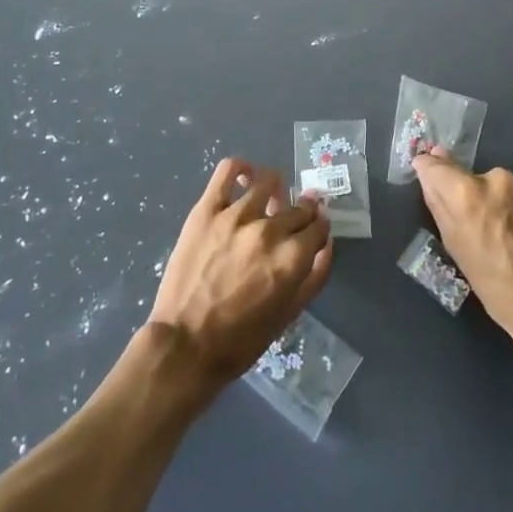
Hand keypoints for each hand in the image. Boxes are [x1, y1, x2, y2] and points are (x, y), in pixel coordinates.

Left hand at [145, 157, 333, 391]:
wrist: (185, 344)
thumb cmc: (241, 339)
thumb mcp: (289, 315)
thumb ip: (315, 275)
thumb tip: (327, 242)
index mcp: (292, 258)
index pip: (318, 225)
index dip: (318, 227)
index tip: (313, 230)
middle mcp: (268, 230)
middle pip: (297, 207)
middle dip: (301, 212)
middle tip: (292, 220)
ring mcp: (236, 215)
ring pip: (268, 182)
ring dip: (276, 190)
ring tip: (269, 201)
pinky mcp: (207, 209)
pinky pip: (228, 171)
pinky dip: (241, 167)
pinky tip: (246, 175)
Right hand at [411, 146, 512, 344]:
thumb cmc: (499, 288)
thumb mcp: (457, 249)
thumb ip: (439, 203)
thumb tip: (427, 164)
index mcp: (466, 194)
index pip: (436, 166)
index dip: (434, 172)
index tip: (437, 182)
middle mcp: (497, 177)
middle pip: (478, 178)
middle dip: (481, 196)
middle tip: (495, 229)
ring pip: (510, 184)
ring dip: (511, 200)